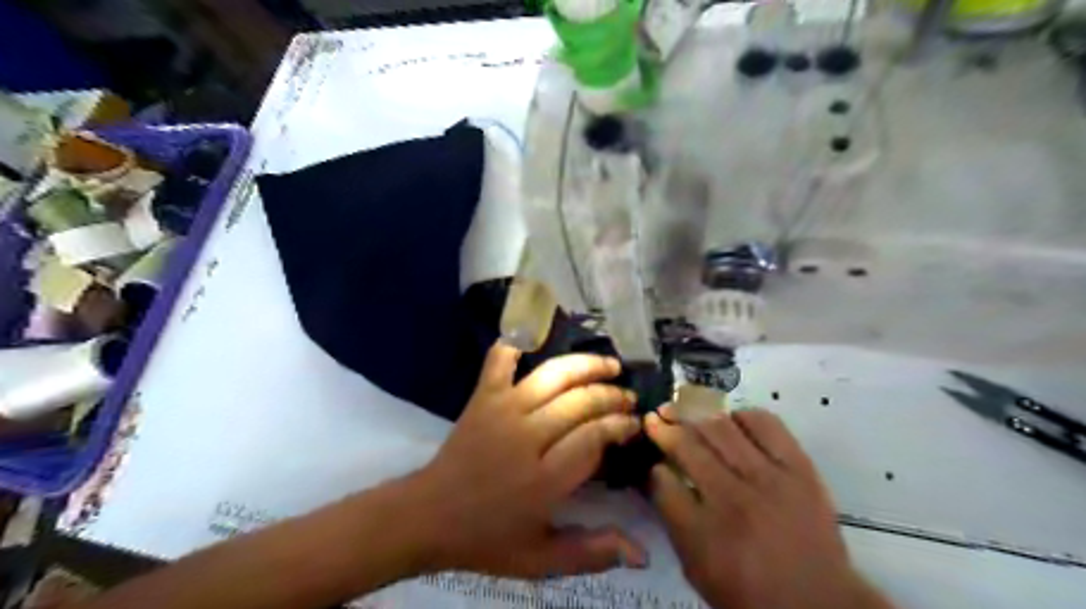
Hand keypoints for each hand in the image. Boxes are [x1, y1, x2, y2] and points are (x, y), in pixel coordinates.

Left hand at [411, 344, 646, 577]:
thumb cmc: (486, 539)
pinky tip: (536, 333)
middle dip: (612, 396)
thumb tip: (641, 552)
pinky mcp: (482, 397)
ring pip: (553, 376)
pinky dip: (516, 342)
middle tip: (628, 398)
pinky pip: (500, 360)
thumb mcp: (539, 560)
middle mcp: (527, 437)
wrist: (428, 516)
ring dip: (586, 365)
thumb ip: (590, 553)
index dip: (620, 426)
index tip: (634, 425)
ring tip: (609, 364)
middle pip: (580, 402)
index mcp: (544, 479)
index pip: (594, 438)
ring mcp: (503, 410)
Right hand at [644, 404, 889, 608]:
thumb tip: (657, 474)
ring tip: (685, 411)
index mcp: (705, 534)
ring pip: (721, 428)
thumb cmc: (749, 591)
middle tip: (655, 417)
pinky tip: (731, 421)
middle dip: (664, 427)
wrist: (820, 602)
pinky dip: (742, 416)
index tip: (650, 457)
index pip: (662, 482)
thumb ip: (673, 519)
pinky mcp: (799, 467)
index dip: (651, 466)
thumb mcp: (697, 568)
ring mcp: (770, 479)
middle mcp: (734, 499)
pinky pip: (765, 424)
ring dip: (695, 415)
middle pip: (688, 447)